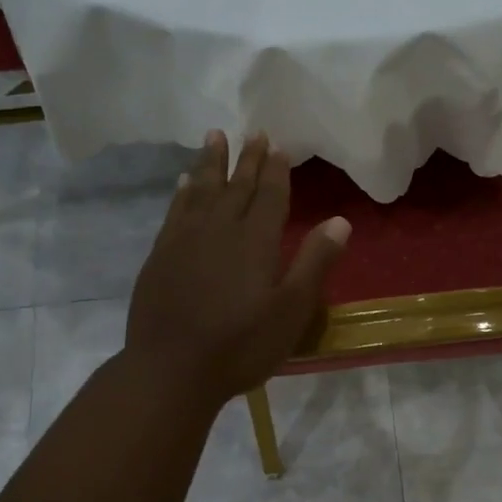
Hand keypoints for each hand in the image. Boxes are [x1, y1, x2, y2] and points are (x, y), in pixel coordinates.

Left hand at [125, 130, 349, 406]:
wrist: (171, 370)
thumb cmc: (241, 345)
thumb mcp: (291, 310)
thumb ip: (315, 263)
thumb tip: (340, 221)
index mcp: (255, 241)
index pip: (269, 195)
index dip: (275, 170)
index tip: (278, 145)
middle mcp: (219, 230)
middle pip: (236, 186)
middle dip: (246, 159)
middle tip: (253, 132)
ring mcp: (184, 241)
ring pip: (201, 191)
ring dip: (210, 164)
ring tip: (214, 137)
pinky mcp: (160, 256)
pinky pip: (175, 212)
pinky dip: (182, 193)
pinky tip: (183, 184)